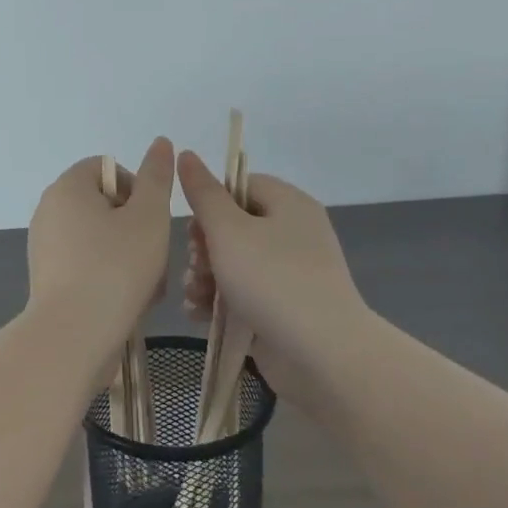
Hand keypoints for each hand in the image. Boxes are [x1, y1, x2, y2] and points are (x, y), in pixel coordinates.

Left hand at [27, 138, 174, 331]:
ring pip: (100, 239)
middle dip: (136, 228)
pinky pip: (86, 265)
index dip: (136, 188)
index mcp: (67, 187)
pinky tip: (128, 303)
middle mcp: (49, 211)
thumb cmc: (116, 267)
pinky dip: (109, 276)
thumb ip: (157, 177)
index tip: (151, 220)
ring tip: (148, 287)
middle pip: (104, 205)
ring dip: (129, 256)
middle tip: (155, 257)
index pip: (106, 168)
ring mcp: (45, 247)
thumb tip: (161, 142)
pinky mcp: (47, 279)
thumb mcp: (149, 216)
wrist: (73, 335)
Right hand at [178, 150, 366, 366]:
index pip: (242, 185)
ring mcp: (290, 273)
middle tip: (194, 264)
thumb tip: (187, 154)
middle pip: (234, 226)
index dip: (212, 201)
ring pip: (234, 263)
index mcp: (289, 204)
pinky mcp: (283, 307)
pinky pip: (244, 293)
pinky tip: (198, 314)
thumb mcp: (228, 231)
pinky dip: (220, 300)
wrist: (321, 353)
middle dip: (203, 246)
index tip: (193, 225)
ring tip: (193, 295)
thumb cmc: (271, 279)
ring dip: (205, 276)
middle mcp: (293, 234)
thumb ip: (203, 193)